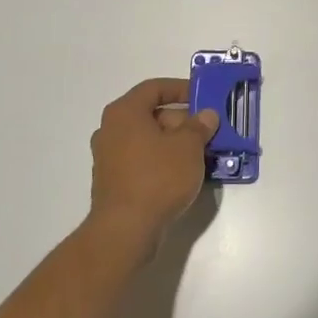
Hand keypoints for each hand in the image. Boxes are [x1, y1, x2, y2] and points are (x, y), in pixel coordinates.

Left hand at [89, 77, 217, 248]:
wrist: (126, 229)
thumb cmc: (157, 178)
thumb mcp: (188, 147)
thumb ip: (199, 126)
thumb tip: (206, 115)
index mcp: (124, 112)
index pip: (154, 88)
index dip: (181, 88)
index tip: (203, 97)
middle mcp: (111, 129)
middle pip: (152, 115)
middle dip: (183, 121)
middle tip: (208, 131)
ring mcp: (109, 157)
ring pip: (148, 140)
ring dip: (175, 143)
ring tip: (202, 154)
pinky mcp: (113, 181)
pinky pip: (142, 160)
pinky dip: (162, 161)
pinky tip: (184, 174)